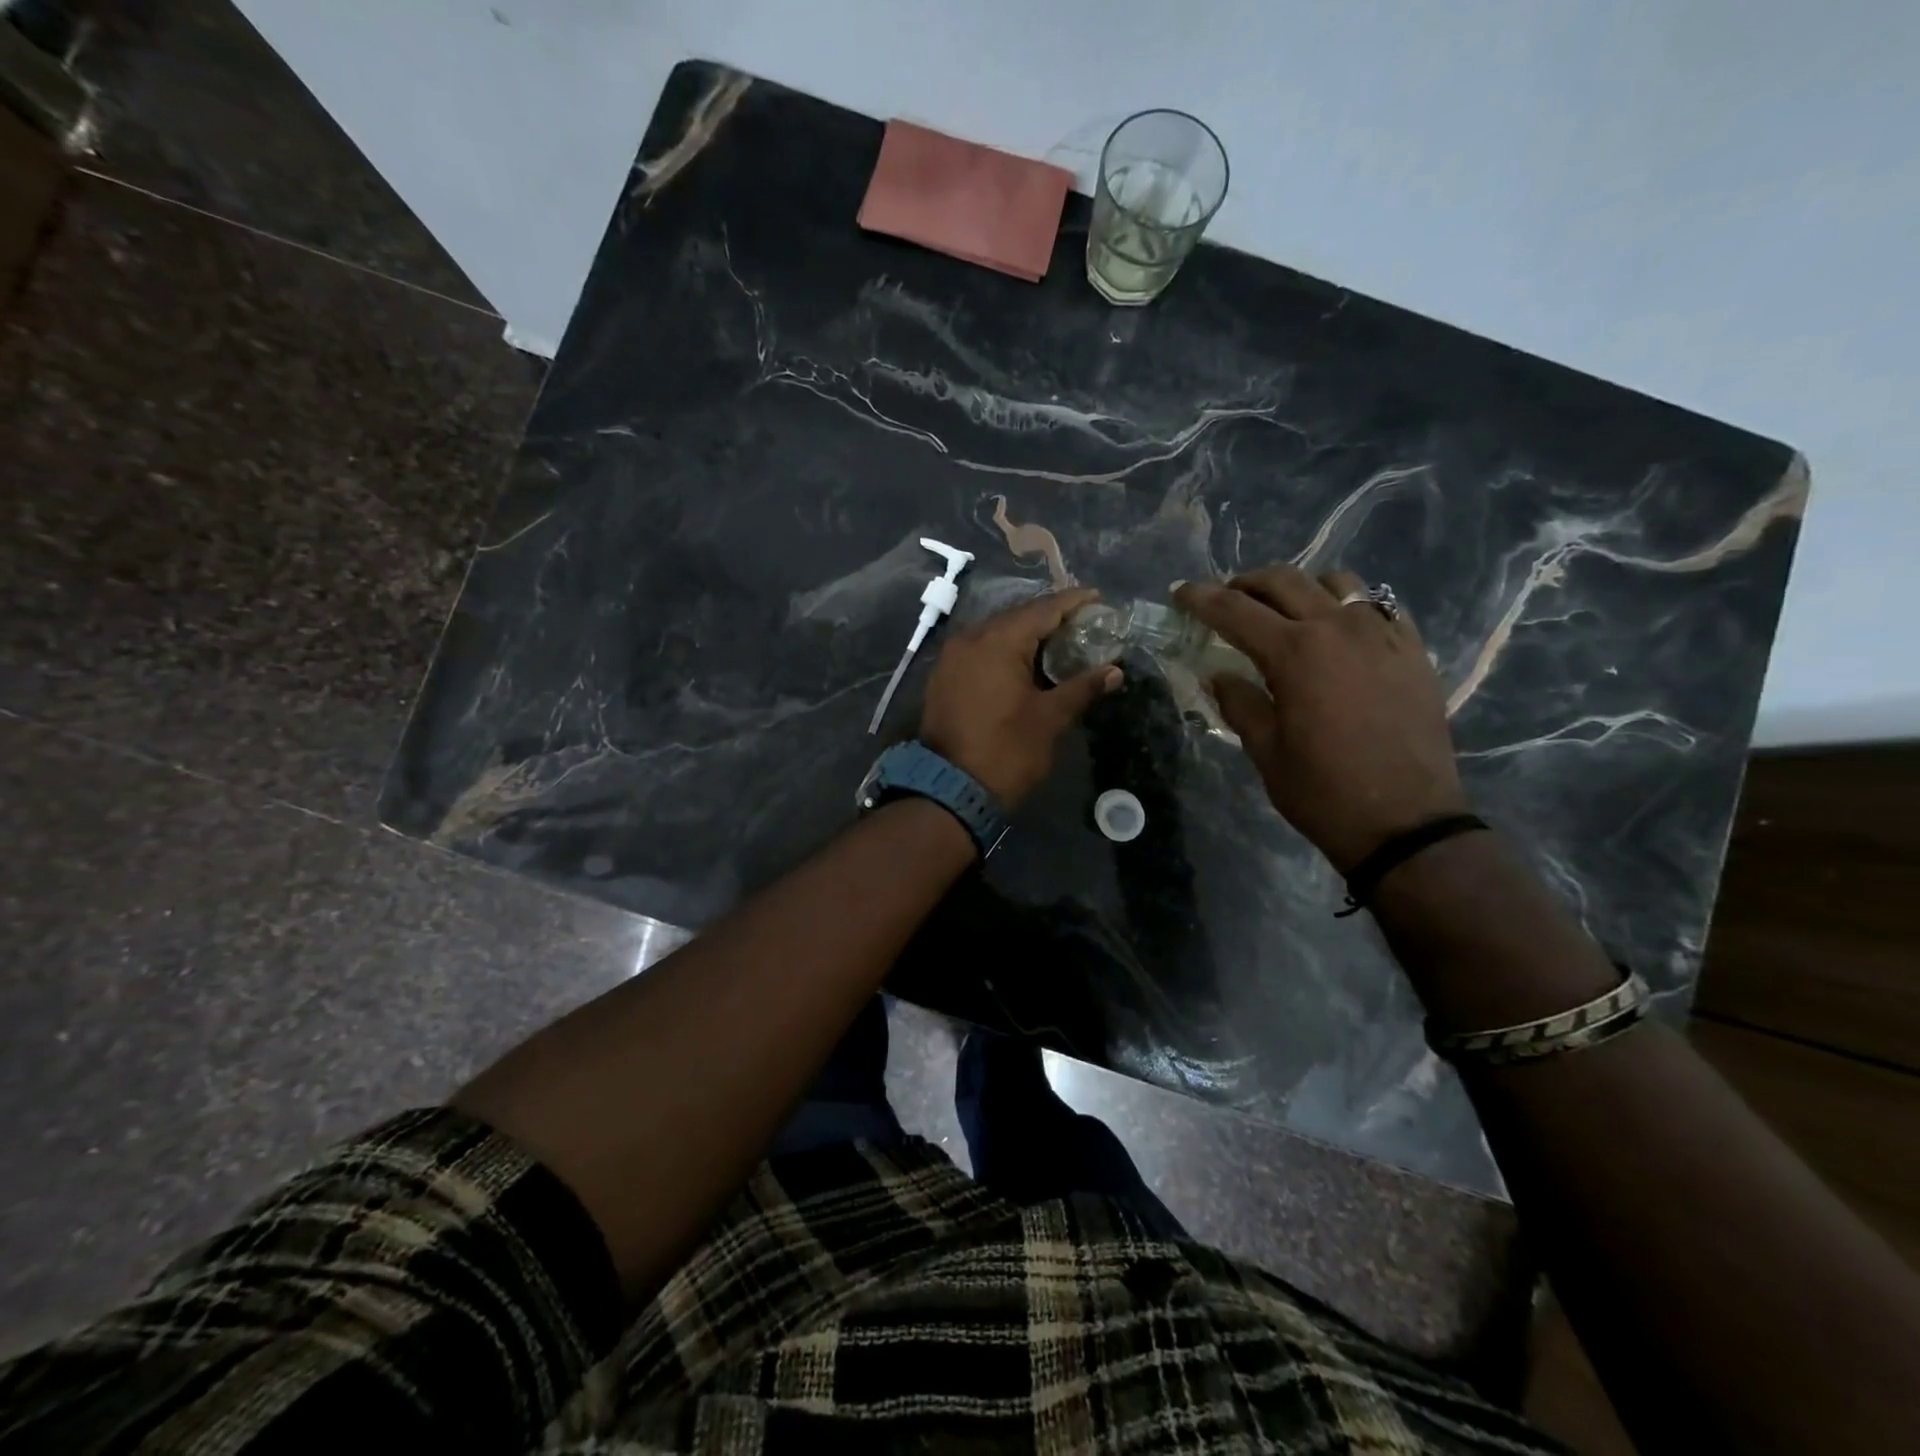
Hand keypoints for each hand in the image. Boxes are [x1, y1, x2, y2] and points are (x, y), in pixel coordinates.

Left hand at [919, 587, 1122, 807]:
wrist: (950, 791)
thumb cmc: (1006, 751)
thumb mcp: (1050, 719)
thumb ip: (1082, 687)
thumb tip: (1114, 671)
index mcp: (998, 640)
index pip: (1043, 609)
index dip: (1072, 603)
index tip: (1098, 599)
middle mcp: (970, 638)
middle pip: (1017, 618)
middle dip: (1050, 619)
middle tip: (1083, 623)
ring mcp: (952, 658)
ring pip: (996, 634)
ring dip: (1026, 637)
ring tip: (1060, 643)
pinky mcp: (944, 678)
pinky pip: (980, 652)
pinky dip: (1005, 653)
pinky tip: (1026, 664)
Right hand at [1173, 567, 1466, 872]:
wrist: (1406, 822)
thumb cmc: (1322, 791)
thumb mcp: (1265, 751)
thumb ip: (1239, 703)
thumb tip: (1221, 675)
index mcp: (1295, 653)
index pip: (1235, 610)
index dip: (1201, 598)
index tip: (1180, 593)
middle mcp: (1339, 629)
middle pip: (1284, 581)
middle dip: (1246, 584)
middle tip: (1227, 600)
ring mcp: (1383, 635)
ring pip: (1336, 583)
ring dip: (1300, 588)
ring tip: (1285, 611)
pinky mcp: (1413, 651)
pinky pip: (1379, 606)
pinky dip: (1349, 607)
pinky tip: (1338, 631)